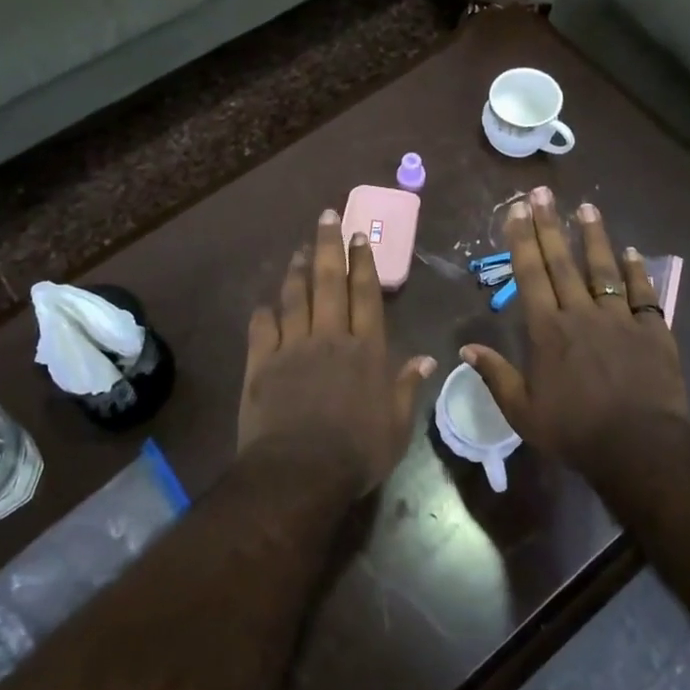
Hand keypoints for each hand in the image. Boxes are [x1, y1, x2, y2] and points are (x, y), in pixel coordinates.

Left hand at [239, 209, 436, 495]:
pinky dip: (264, 312)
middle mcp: (329, 337)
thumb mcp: (396, 426)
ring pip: (295, 297)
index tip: (360, 235)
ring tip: (300, 249)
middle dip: (330, 246)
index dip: (364, 263)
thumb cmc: (356, 452)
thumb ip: (407, 387)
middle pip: (329, 282)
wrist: (299, 472)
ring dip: (298, 270)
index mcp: (365, 349)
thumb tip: (427, 358)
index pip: (365, 295)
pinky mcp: (261, 362)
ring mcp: (292, 347)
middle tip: (327, 217)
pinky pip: (262, 328)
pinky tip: (265, 303)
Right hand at [462, 187, 688, 465]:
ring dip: (593, 236)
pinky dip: (638, 271)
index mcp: (548, 330)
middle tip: (542, 193)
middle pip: (563, 262)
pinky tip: (633, 252)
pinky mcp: (653, 330)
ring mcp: (620, 319)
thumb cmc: (574, 430)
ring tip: (586, 207)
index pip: (530, 275)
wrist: (639, 447)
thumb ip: (496, 376)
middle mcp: (581, 314)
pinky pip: (644, 293)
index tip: (516, 210)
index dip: (522, 240)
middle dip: (549, 225)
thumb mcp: (523, 411)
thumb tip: (466, 349)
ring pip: (604, 269)